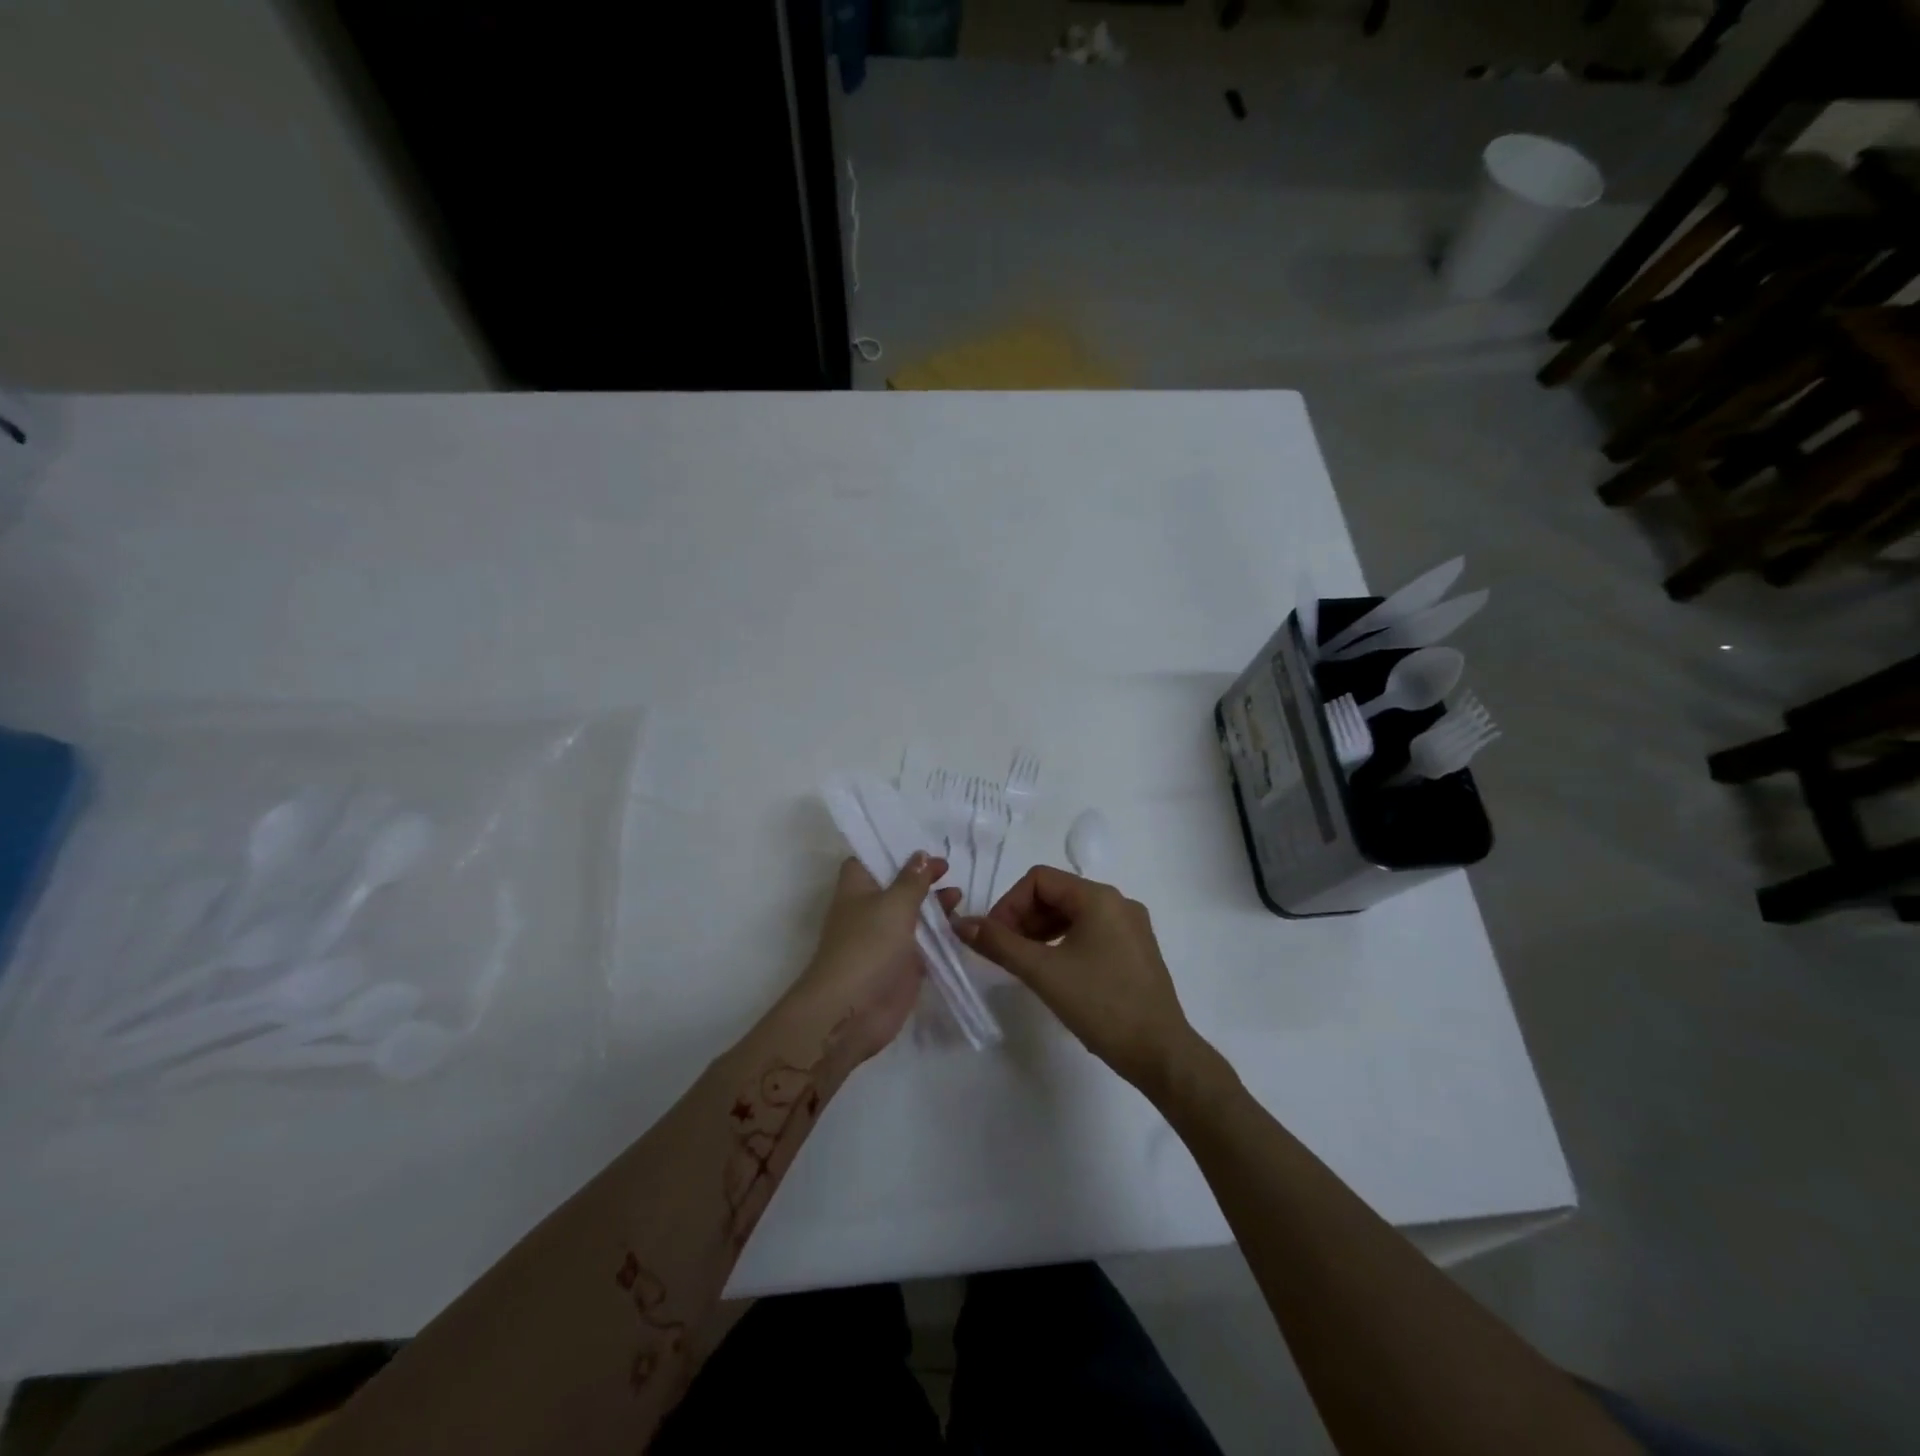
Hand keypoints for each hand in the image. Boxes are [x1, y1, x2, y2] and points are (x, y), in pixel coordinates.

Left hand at [781, 853, 958, 1066]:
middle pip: (896, 886)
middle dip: (921, 877)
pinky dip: (941, 934)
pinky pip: (925, 943)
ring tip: (958, 896)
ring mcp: (886, 939)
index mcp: (857, 888)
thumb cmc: (868, 945)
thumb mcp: (894, 904)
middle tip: (948, 869)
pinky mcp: (902, 965)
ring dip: (934, 905)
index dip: (890, 851)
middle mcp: (870, 910)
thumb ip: (912, 880)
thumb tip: (921, 856)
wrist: (853, 1010)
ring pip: (913, 914)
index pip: (868, 859)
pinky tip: (962, 925)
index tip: (919, 845)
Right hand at [958, 866, 1200, 1095]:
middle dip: (1023, 918)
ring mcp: (1130, 927)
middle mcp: (1118, 902)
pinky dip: (1063, 943)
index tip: (994, 939)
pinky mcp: (1135, 950)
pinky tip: (1053, 971)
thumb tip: (962, 923)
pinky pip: (1090, 932)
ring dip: (1041, 931)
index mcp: (1099, 897)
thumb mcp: (1043, 972)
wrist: (1160, 1053)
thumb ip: (999, 943)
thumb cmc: (1101, 1005)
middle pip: (1056, 894)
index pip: (1039, 879)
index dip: (1009, 903)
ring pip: (1072, 914)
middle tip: (1004, 953)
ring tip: (1024, 963)